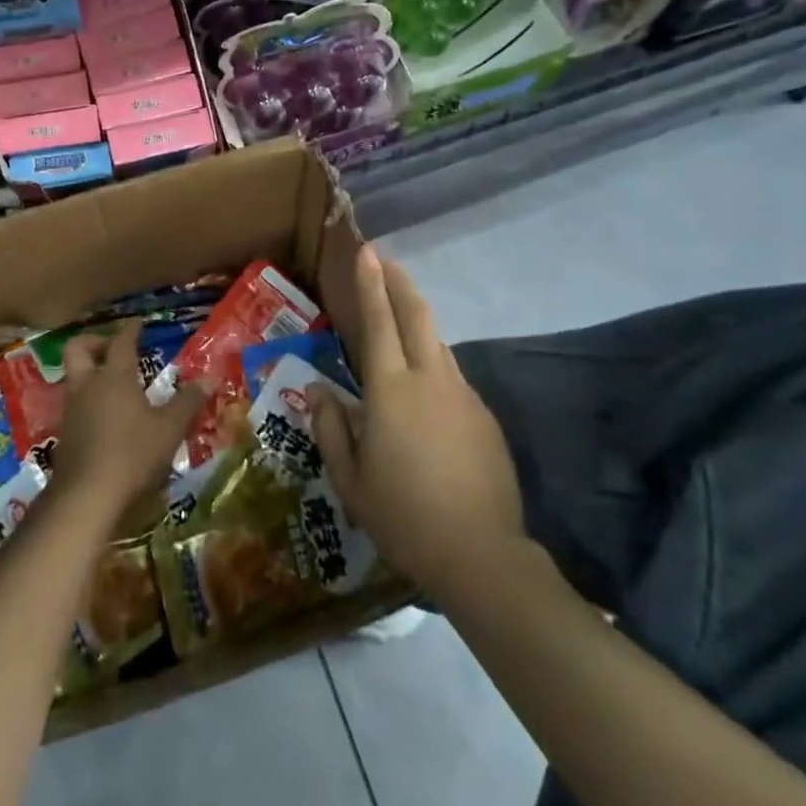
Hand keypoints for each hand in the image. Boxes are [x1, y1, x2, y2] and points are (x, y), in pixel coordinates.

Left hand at [53, 322, 206, 518]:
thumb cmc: (132, 454)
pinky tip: (104, 417)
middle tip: (113, 349)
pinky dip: (87, 400)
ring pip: (72, 376)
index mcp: (114, 376)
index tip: (139, 323)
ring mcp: (71, 409)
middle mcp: (87, 385)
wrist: (86, 496)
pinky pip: (73, 403)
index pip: (121, 341)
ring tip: (112, 384)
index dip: (131, 329)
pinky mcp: (63, 433)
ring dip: (89, 372)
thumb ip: (189, 401)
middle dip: (94, 342)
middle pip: (78, 348)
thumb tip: (211, 377)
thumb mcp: (170, 428)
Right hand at [310, 247, 525, 593]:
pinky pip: (453, 376)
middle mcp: (430, 380)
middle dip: (400, 283)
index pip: (379, 321)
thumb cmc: (402, 515)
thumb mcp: (349, 479)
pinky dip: (434, 363)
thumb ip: (332, 428)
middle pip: (417, 316)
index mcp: (390, 390)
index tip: (367, 251)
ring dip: (418, 321)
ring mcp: (463, 396)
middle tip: (386, 260)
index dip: (370, 283)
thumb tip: (321, 391)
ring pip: (438, 344)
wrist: (480, 553)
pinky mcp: (484, 417)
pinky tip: (424, 385)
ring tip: (401, 314)